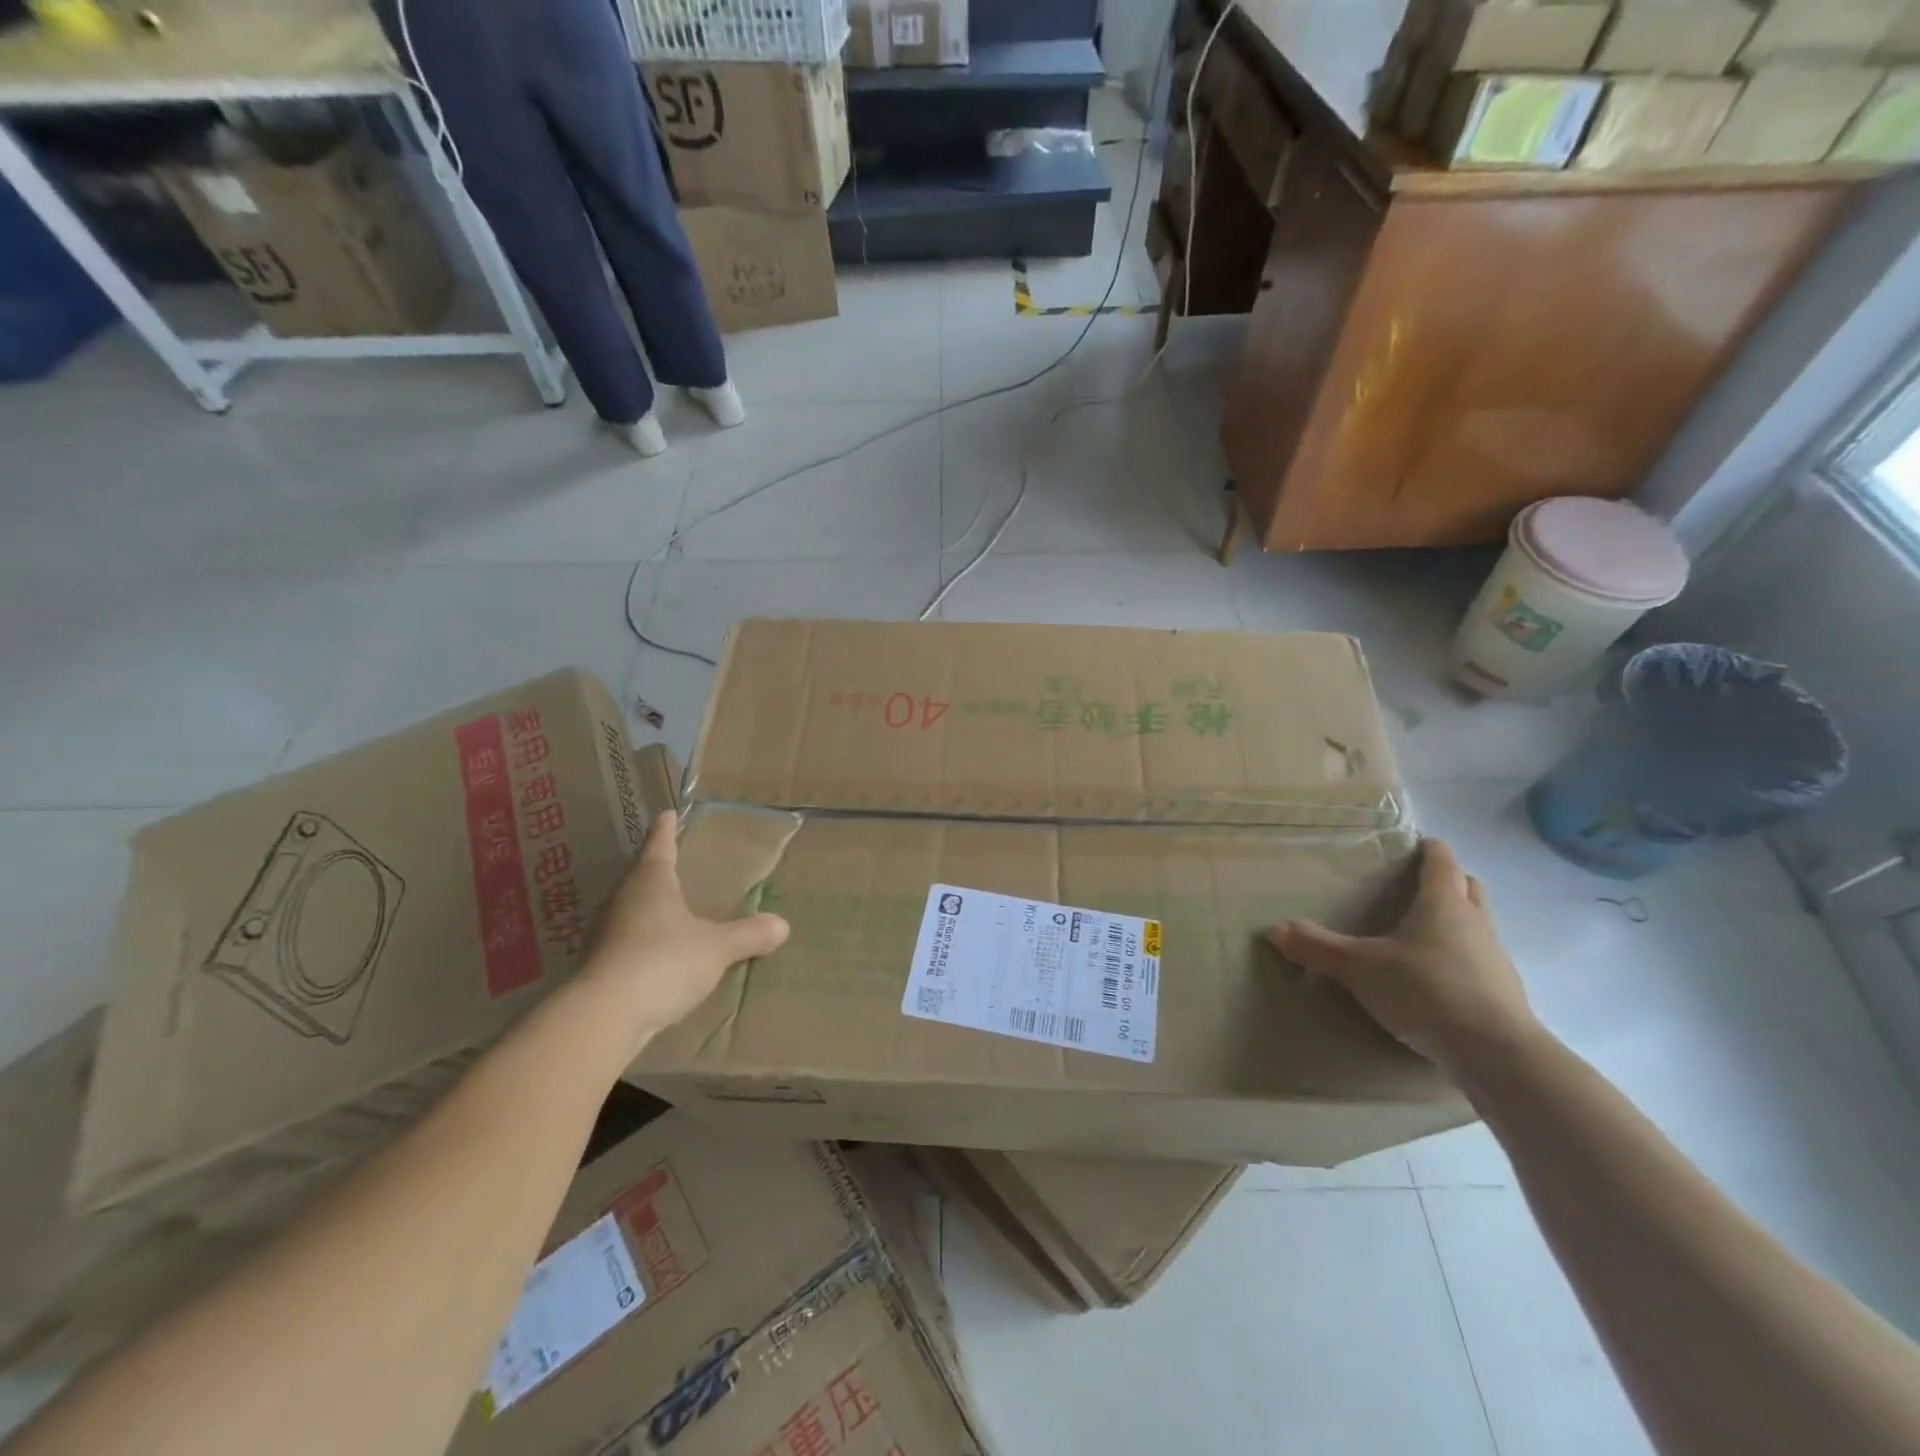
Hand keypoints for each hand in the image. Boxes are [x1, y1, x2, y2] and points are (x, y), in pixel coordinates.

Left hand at [576, 810, 789, 1047]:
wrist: (604, 1016)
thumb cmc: (664, 961)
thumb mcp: (716, 947)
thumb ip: (748, 934)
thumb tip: (782, 925)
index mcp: (651, 881)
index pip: (659, 845)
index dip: (666, 829)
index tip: (668, 813)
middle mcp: (622, 899)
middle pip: (640, 876)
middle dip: (657, 870)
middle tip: (676, 862)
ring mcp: (605, 933)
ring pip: (630, 909)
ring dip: (647, 907)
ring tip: (670, 909)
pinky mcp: (598, 966)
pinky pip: (625, 942)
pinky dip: (641, 942)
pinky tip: (656, 954)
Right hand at [1268, 839, 1536, 1069]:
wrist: (1495, 1053)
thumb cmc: (1425, 990)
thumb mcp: (1359, 968)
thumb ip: (1317, 947)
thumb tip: (1274, 930)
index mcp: (1442, 904)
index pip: (1442, 861)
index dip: (1429, 849)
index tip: (1416, 844)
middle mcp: (1475, 922)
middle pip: (1468, 887)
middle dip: (1448, 880)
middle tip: (1418, 885)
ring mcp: (1495, 958)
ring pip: (1478, 924)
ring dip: (1458, 920)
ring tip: (1424, 932)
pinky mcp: (1505, 993)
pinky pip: (1481, 960)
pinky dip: (1463, 958)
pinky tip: (1439, 977)